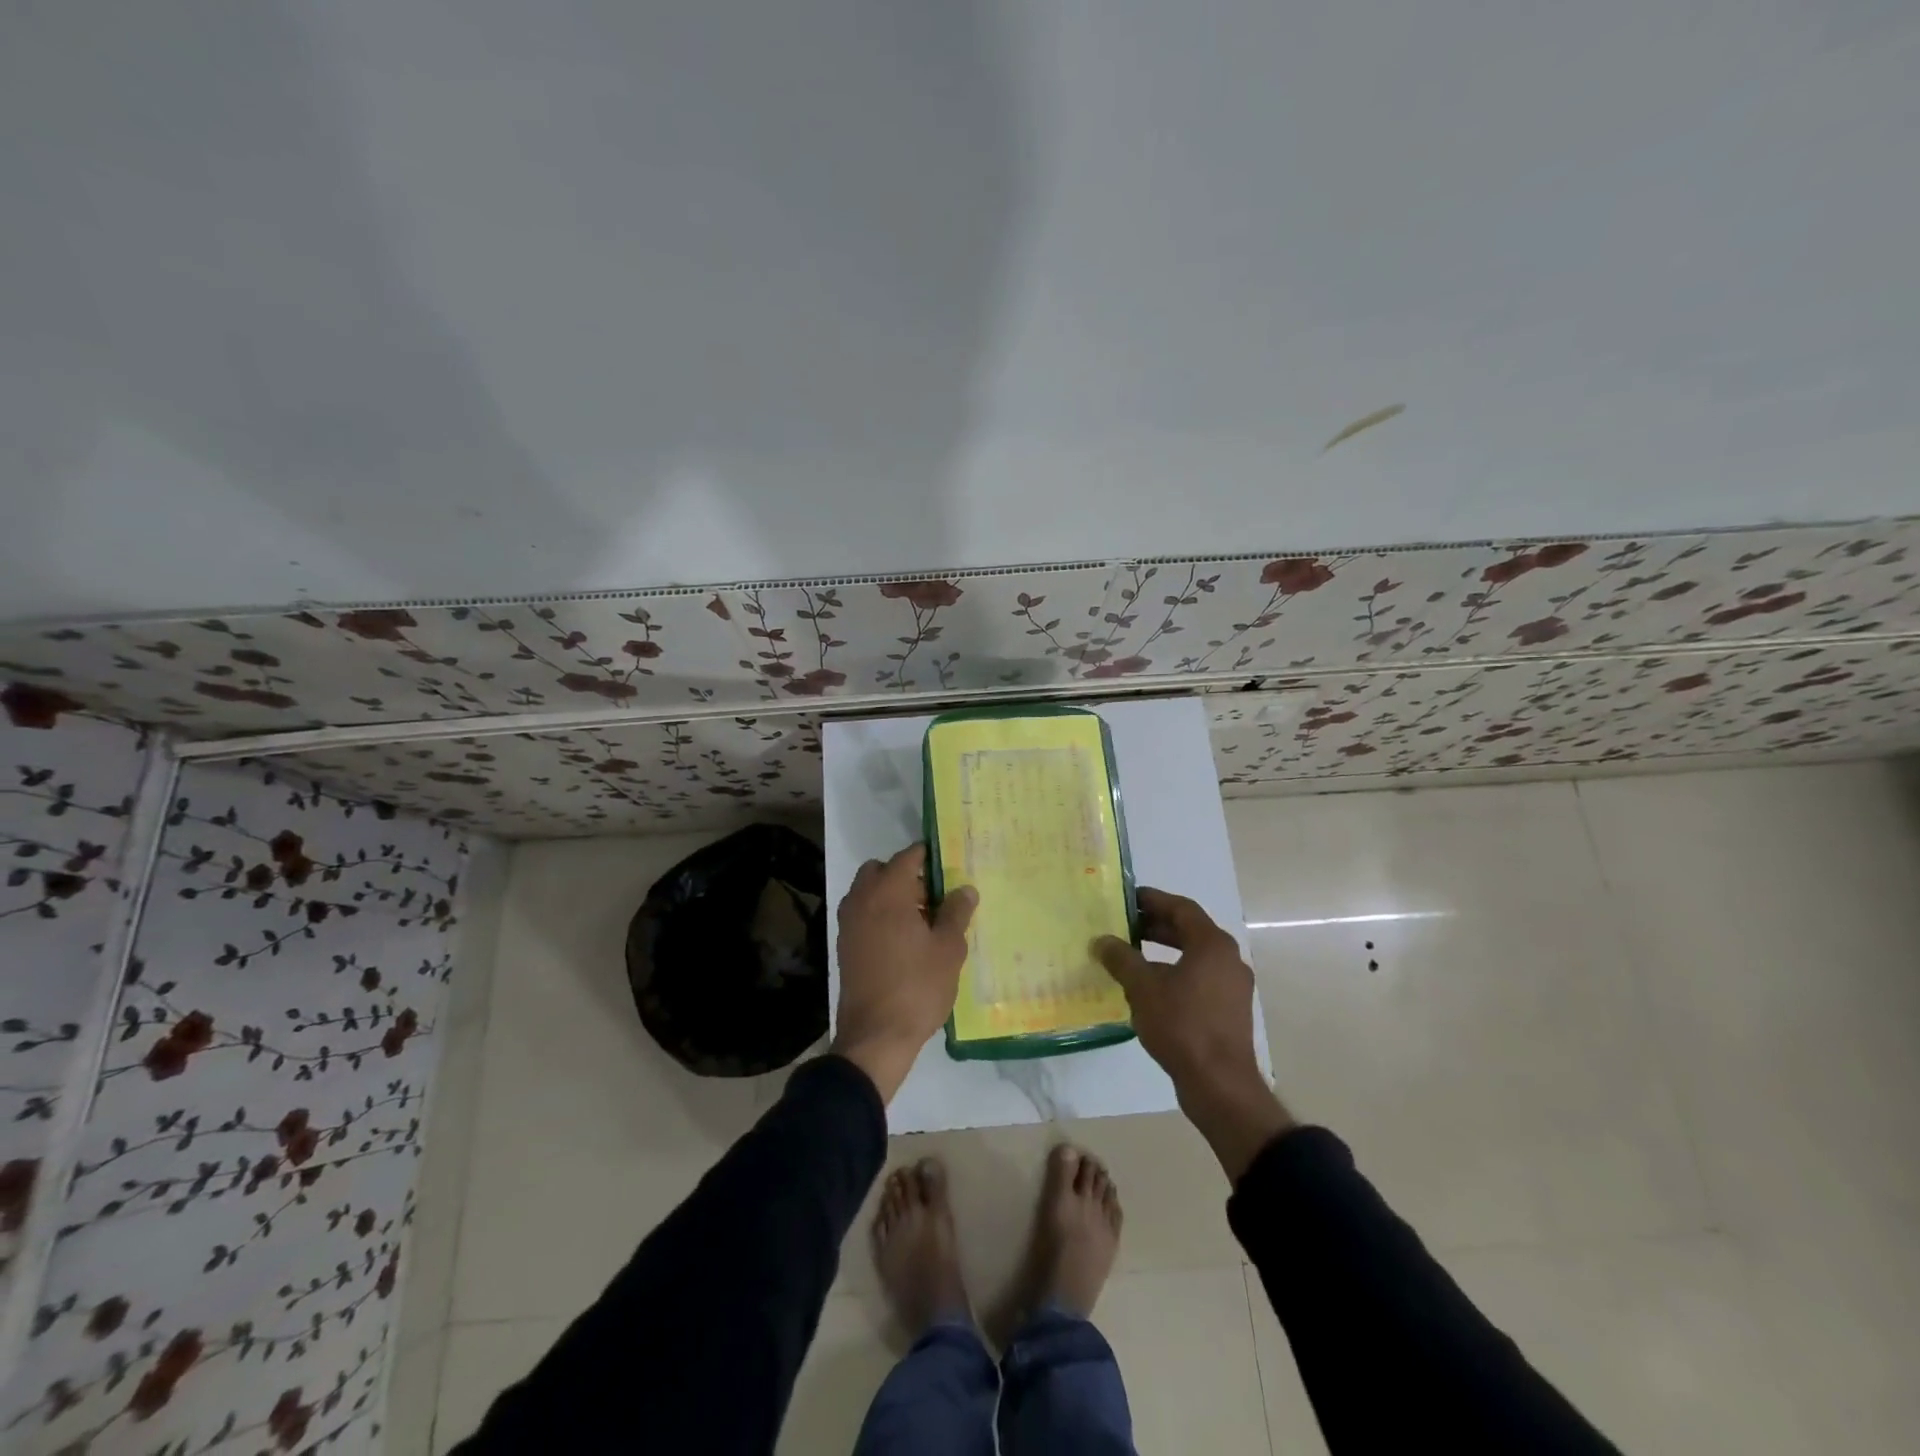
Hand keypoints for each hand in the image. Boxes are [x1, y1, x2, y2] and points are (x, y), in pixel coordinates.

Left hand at [831, 844, 976, 1102]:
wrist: (875, 1036)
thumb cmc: (917, 987)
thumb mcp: (949, 949)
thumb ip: (956, 913)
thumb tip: (965, 889)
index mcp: (888, 892)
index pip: (908, 856)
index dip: (929, 856)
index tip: (948, 864)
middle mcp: (862, 899)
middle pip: (882, 870)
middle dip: (906, 876)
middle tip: (933, 898)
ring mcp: (848, 923)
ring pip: (869, 892)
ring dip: (891, 896)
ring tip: (921, 923)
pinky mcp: (844, 946)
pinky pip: (862, 915)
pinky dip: (879, 916)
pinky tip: (903, 942)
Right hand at [1095, 889, 1292, 1179]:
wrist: (1220, 1084)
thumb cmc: (1182, 1025)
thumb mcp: (1142, 987)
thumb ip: (1121, 958)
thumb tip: (1102, 940)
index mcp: (1212, 944)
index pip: (1181, 908)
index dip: (1152, 900)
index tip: (1126, 899)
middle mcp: (1228, 959)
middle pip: (1189, 930)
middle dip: (1155, 926)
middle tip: (1124, 925)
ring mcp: (1232, 986)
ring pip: (1194, 956)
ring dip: (1163, 951)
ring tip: (1131, 955)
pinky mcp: (1229, 1010)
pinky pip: (1199, 978)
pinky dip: (1174, 973)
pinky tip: (1148, 988)